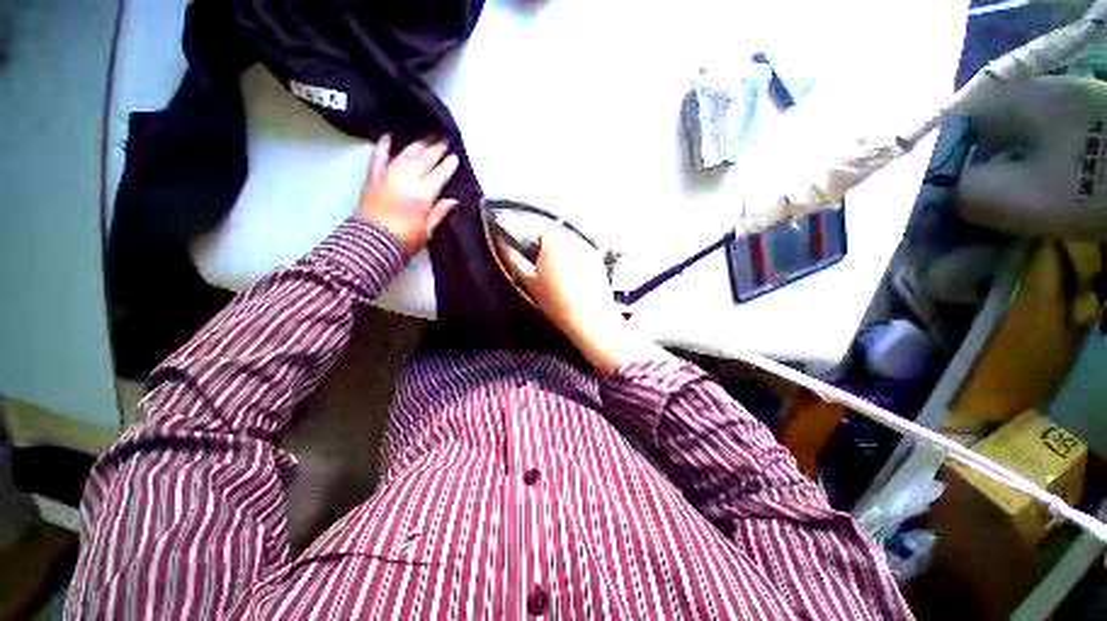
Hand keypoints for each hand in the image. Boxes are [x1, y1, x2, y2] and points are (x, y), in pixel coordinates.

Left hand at [357, 134, 459, 255]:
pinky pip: (378, 157)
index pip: (439, 176)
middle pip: (424, 160)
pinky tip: (388, 136)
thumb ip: (439, 212)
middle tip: (445, 137)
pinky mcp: (373, 178)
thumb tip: (453, 201)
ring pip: (405, 154)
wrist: (372, 244)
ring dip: (418, 144)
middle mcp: (406, 181)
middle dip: (436, 148)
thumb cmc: (404, 240)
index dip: (448, 165)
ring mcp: (388, 177)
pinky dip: (383, 146)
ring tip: (428, 135)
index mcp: (422, 196)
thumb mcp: (427, 230)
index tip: (455, 156)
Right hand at [498, 228, 673, 374]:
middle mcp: (573, 241)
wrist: (590, 320)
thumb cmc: (560, 305)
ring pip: (566, 245)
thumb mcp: (529, 282)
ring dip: (559, 255)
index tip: (524, 247)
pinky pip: (579, 255)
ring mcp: (587, 250)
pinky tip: (571, 281)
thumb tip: (503, 245)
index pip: (536, 226)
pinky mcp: (596, 260)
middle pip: (552, 235)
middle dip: (544, 248)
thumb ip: (513, 258)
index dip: (527, 236)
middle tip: (539, 268)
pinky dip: (573, 263)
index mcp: (554, 243)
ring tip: (556, 278)